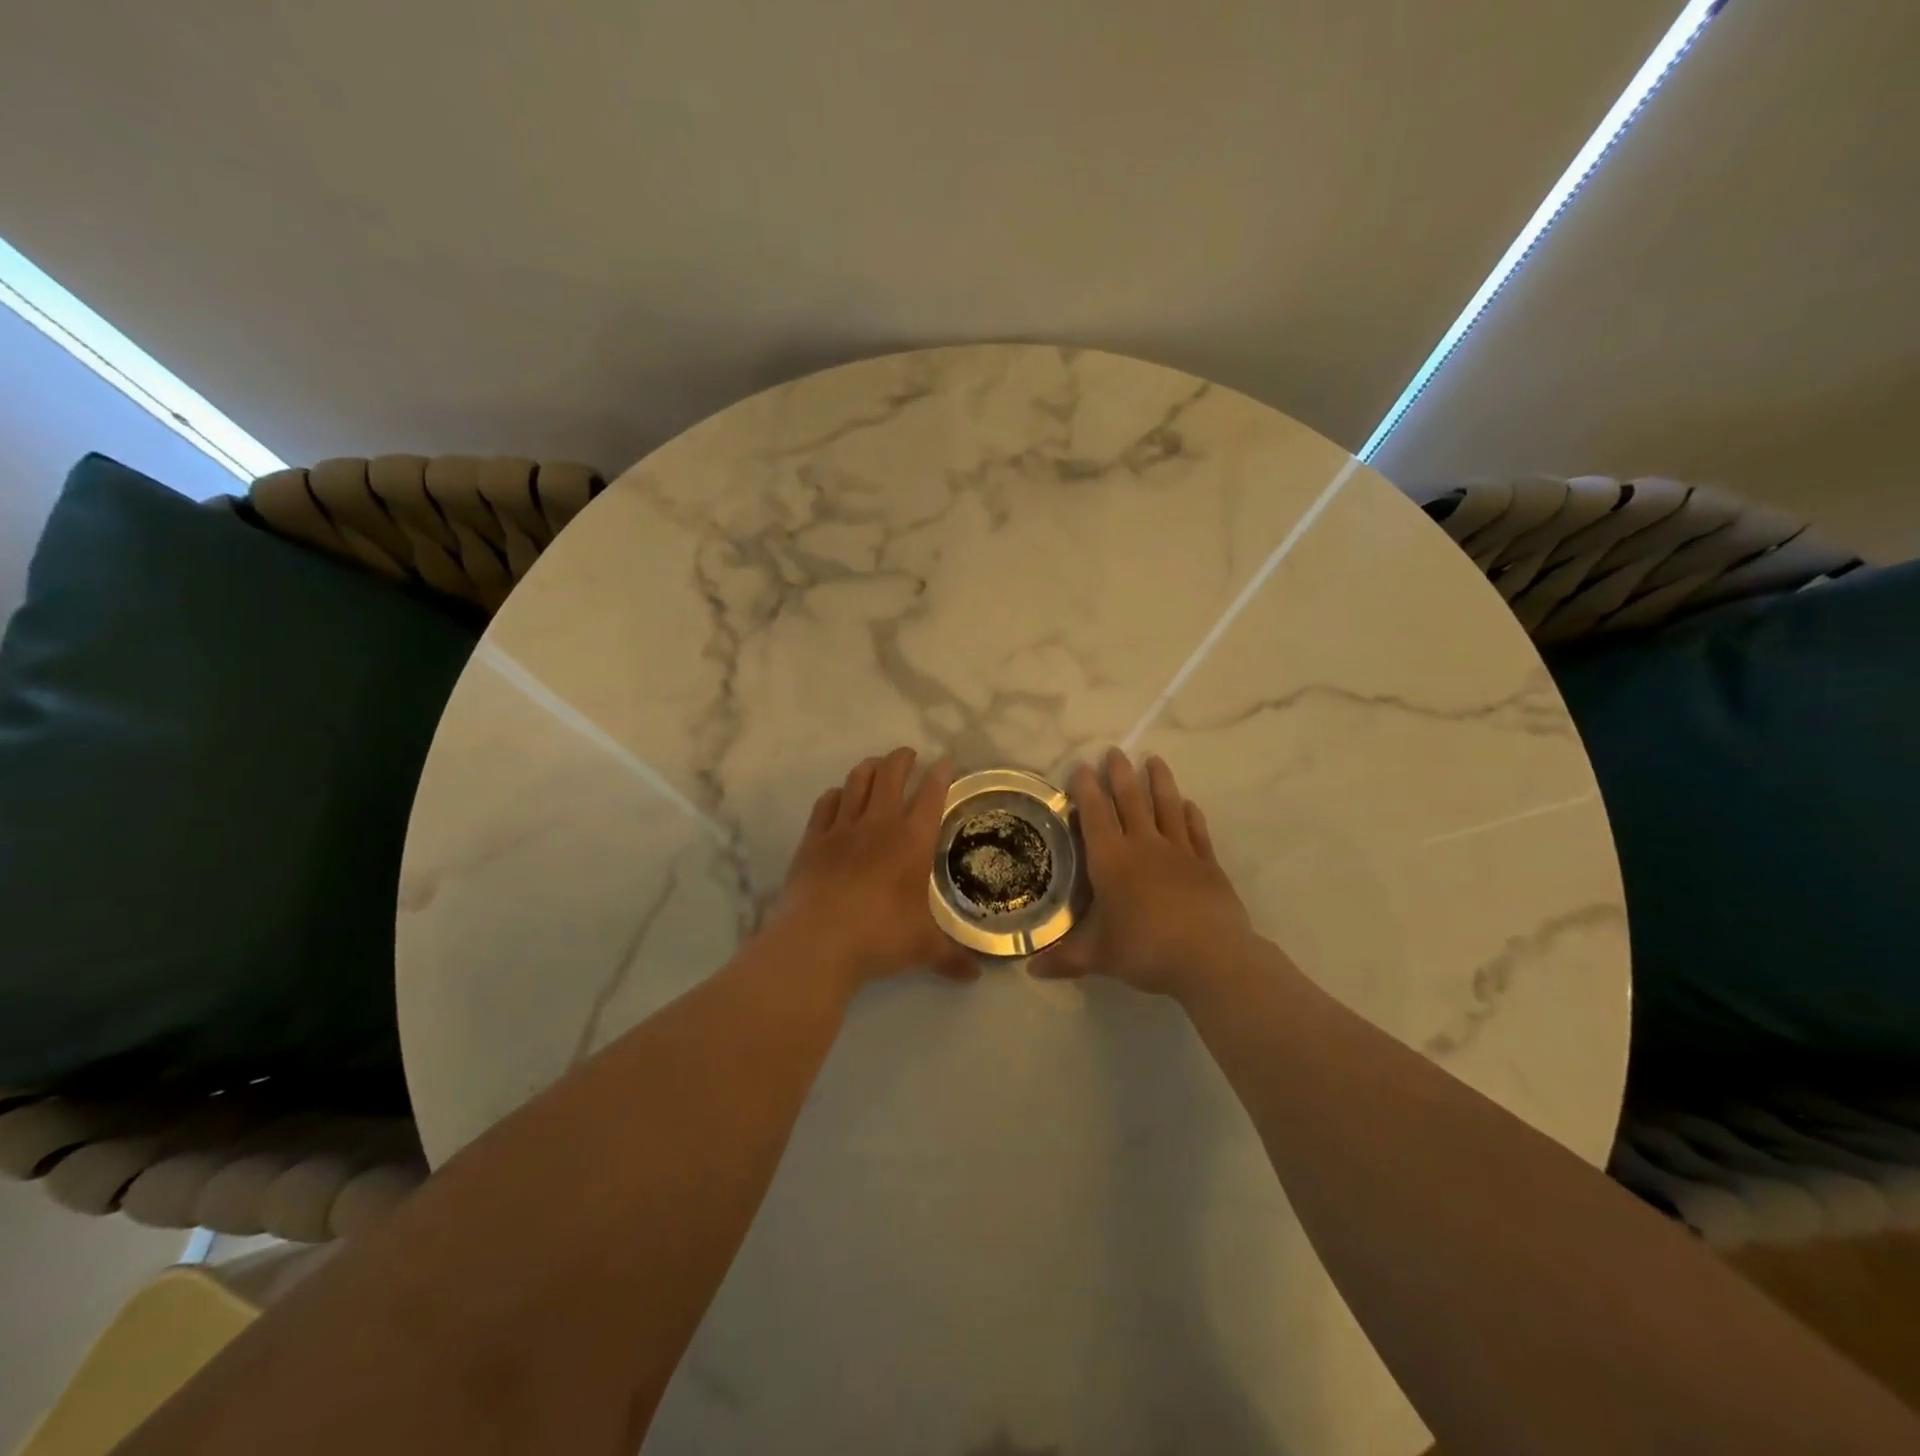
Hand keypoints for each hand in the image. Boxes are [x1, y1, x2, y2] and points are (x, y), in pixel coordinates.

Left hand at [765, 747, 978, 991]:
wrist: (818, 942)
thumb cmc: (880, 937)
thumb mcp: (924, 949)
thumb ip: (951, 958)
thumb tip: (977, 976)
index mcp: (912, 841)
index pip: (931, 796)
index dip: (940, 775)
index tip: (946, 763)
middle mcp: (878, 825)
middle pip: (890, 775)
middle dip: (901, 759)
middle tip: (908, 754)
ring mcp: (842, 829)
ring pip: (856, 782)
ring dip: (868, 768)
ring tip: (875, 764)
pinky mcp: (812, 840)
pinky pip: (825, 805)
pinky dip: (836, 794)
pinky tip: (838, 796)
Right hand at [1033, 749, 1255, 999]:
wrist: (1210, 957)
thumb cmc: (1146, 950)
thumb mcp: (1099, 958)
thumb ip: (1065, 960)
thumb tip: (1030, 971)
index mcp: (1112, 861)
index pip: (1096, 816)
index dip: (1087, 790)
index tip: (1082, 768)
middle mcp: (1144, 846)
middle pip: (1131, 801)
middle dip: (1120, 775)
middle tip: (1115, 751)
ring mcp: (1179, 852)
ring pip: (1167, 807)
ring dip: (1160, 782)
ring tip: (1155, 760)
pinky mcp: (1208, 865)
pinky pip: (1196, 832)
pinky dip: (1191, 815)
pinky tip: (1189, 804)